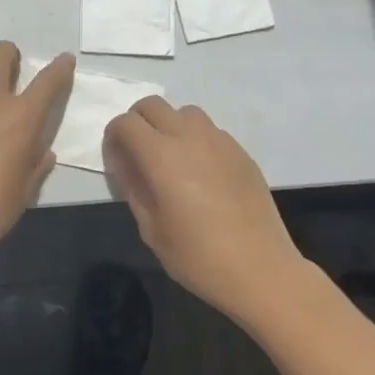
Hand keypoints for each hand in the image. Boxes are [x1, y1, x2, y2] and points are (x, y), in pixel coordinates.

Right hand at [103, 97, 306, 321]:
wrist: (260, 269)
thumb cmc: (198, 256)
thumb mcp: (151, 228)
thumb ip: (133, 187)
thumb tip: (125, 163)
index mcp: (160, 155)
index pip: (125, 123)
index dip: (114, 137)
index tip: (117, 159)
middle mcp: (188, 136)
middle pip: (152, 105)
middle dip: (138, 121)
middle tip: (138, 153)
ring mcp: (219, 140)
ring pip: (184, 112)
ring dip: (170, 125)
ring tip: (172, 158)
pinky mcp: (240, 151)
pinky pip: (210, 131)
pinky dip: (196, 139)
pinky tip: (202, 173)